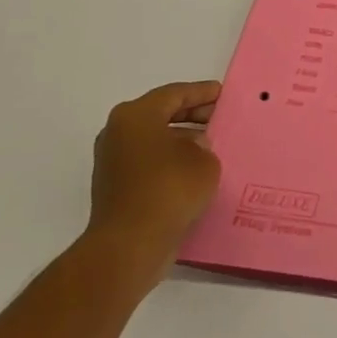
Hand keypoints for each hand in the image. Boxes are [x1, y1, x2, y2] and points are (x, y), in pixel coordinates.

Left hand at [85, 81, 222, 280]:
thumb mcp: (204, 160)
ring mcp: (112, 161)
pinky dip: (171, 161)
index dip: (202, 92)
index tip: (223, 94)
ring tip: (212, 146)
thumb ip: (204, 145)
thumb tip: (194, 147)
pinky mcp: (115, 187)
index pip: (175, 93)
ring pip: (154, 139)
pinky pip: (149, 162)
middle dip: (192, 115)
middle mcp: (118, 132)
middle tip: (220, 118)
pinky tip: (195, 171)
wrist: (129, 245)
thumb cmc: (169, 189)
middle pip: (161, 114)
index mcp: (136, 115)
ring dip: (182, 140)